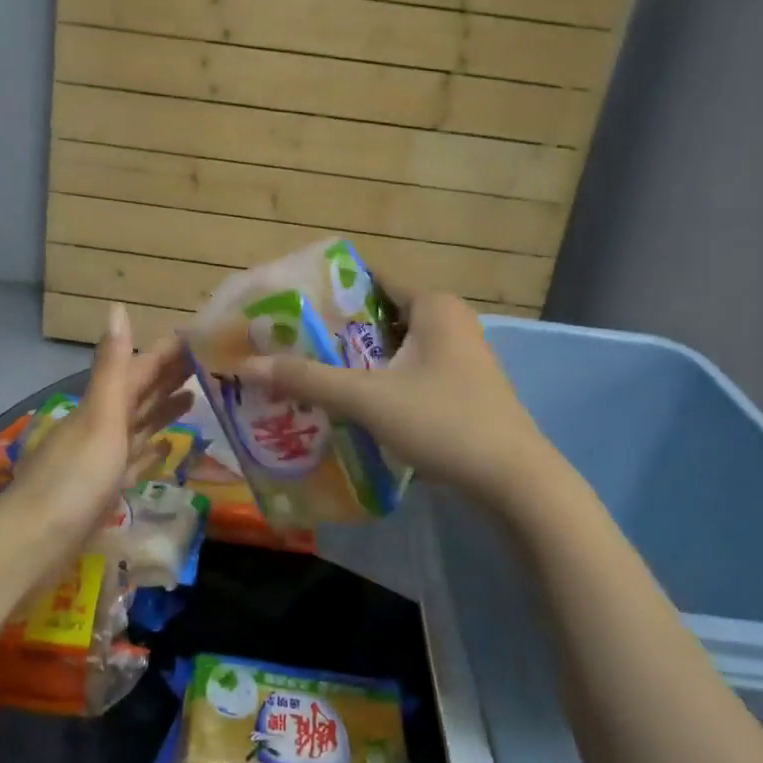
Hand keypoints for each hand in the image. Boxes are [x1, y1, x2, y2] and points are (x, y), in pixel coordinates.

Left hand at [2, 304, 191, 570]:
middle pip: (141, 393)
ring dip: (163, 409)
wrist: (33, 545)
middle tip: (211, 362)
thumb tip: (117, 307)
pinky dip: (149, 450)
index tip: (203, 336)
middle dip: (171, 375)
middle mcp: (101, 425)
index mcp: (102, 404)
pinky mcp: (103, 490)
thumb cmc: (73, 479)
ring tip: (195, 396)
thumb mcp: (100, 418)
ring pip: (138, 425)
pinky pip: (133, 462)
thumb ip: (113, 368)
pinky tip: (166, 448)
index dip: (169, 351)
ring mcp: (101, 458)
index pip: (140, 367)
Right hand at [242, 289, 539, 508]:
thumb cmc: (443, 422)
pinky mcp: (461, 388)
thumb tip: (247, 367)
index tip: (287, 304)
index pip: (370, 279)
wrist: (515, 483)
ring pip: (392, 347)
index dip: (327, 289)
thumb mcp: (367, 398)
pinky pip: (407, 371)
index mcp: (433, 305)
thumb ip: (307, 379)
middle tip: (286, 341)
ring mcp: (459, 356)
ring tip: (306, 370)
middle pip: (378, 315)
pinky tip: (347, 399)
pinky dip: (378, 379)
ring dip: (354, 358)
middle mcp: (448, 321)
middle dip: (334, 329)